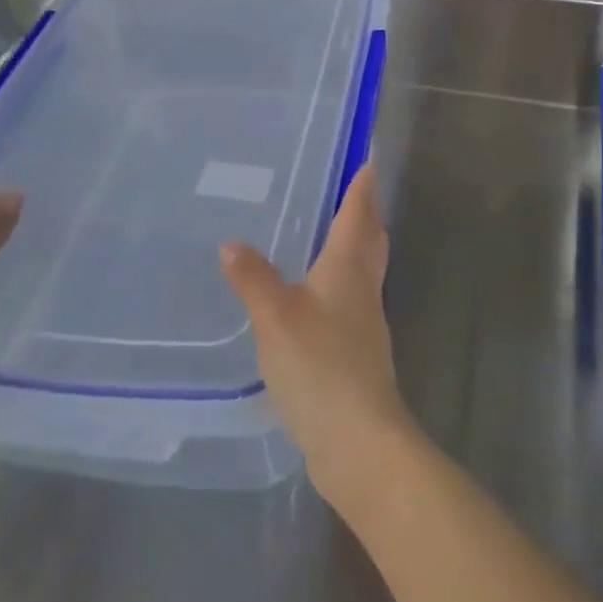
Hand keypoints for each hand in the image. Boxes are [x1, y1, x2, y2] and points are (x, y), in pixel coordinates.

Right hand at [220, 164, 415, 507]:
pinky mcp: (359, 354)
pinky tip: (321, 298)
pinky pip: (354, 302)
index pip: (358, 214)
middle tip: (357, 192)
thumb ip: (252, 278)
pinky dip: (343, 284)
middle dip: (366, 214)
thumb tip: (231, 243)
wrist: (358, 440)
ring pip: (366, 271)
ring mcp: (366, 323)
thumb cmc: (320, 365)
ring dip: (357, 247)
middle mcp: (363, 288)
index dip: (363, 187)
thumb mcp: (275, 317)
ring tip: (335, 236)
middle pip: (371, 240)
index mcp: (347, 268)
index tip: (369, 161)